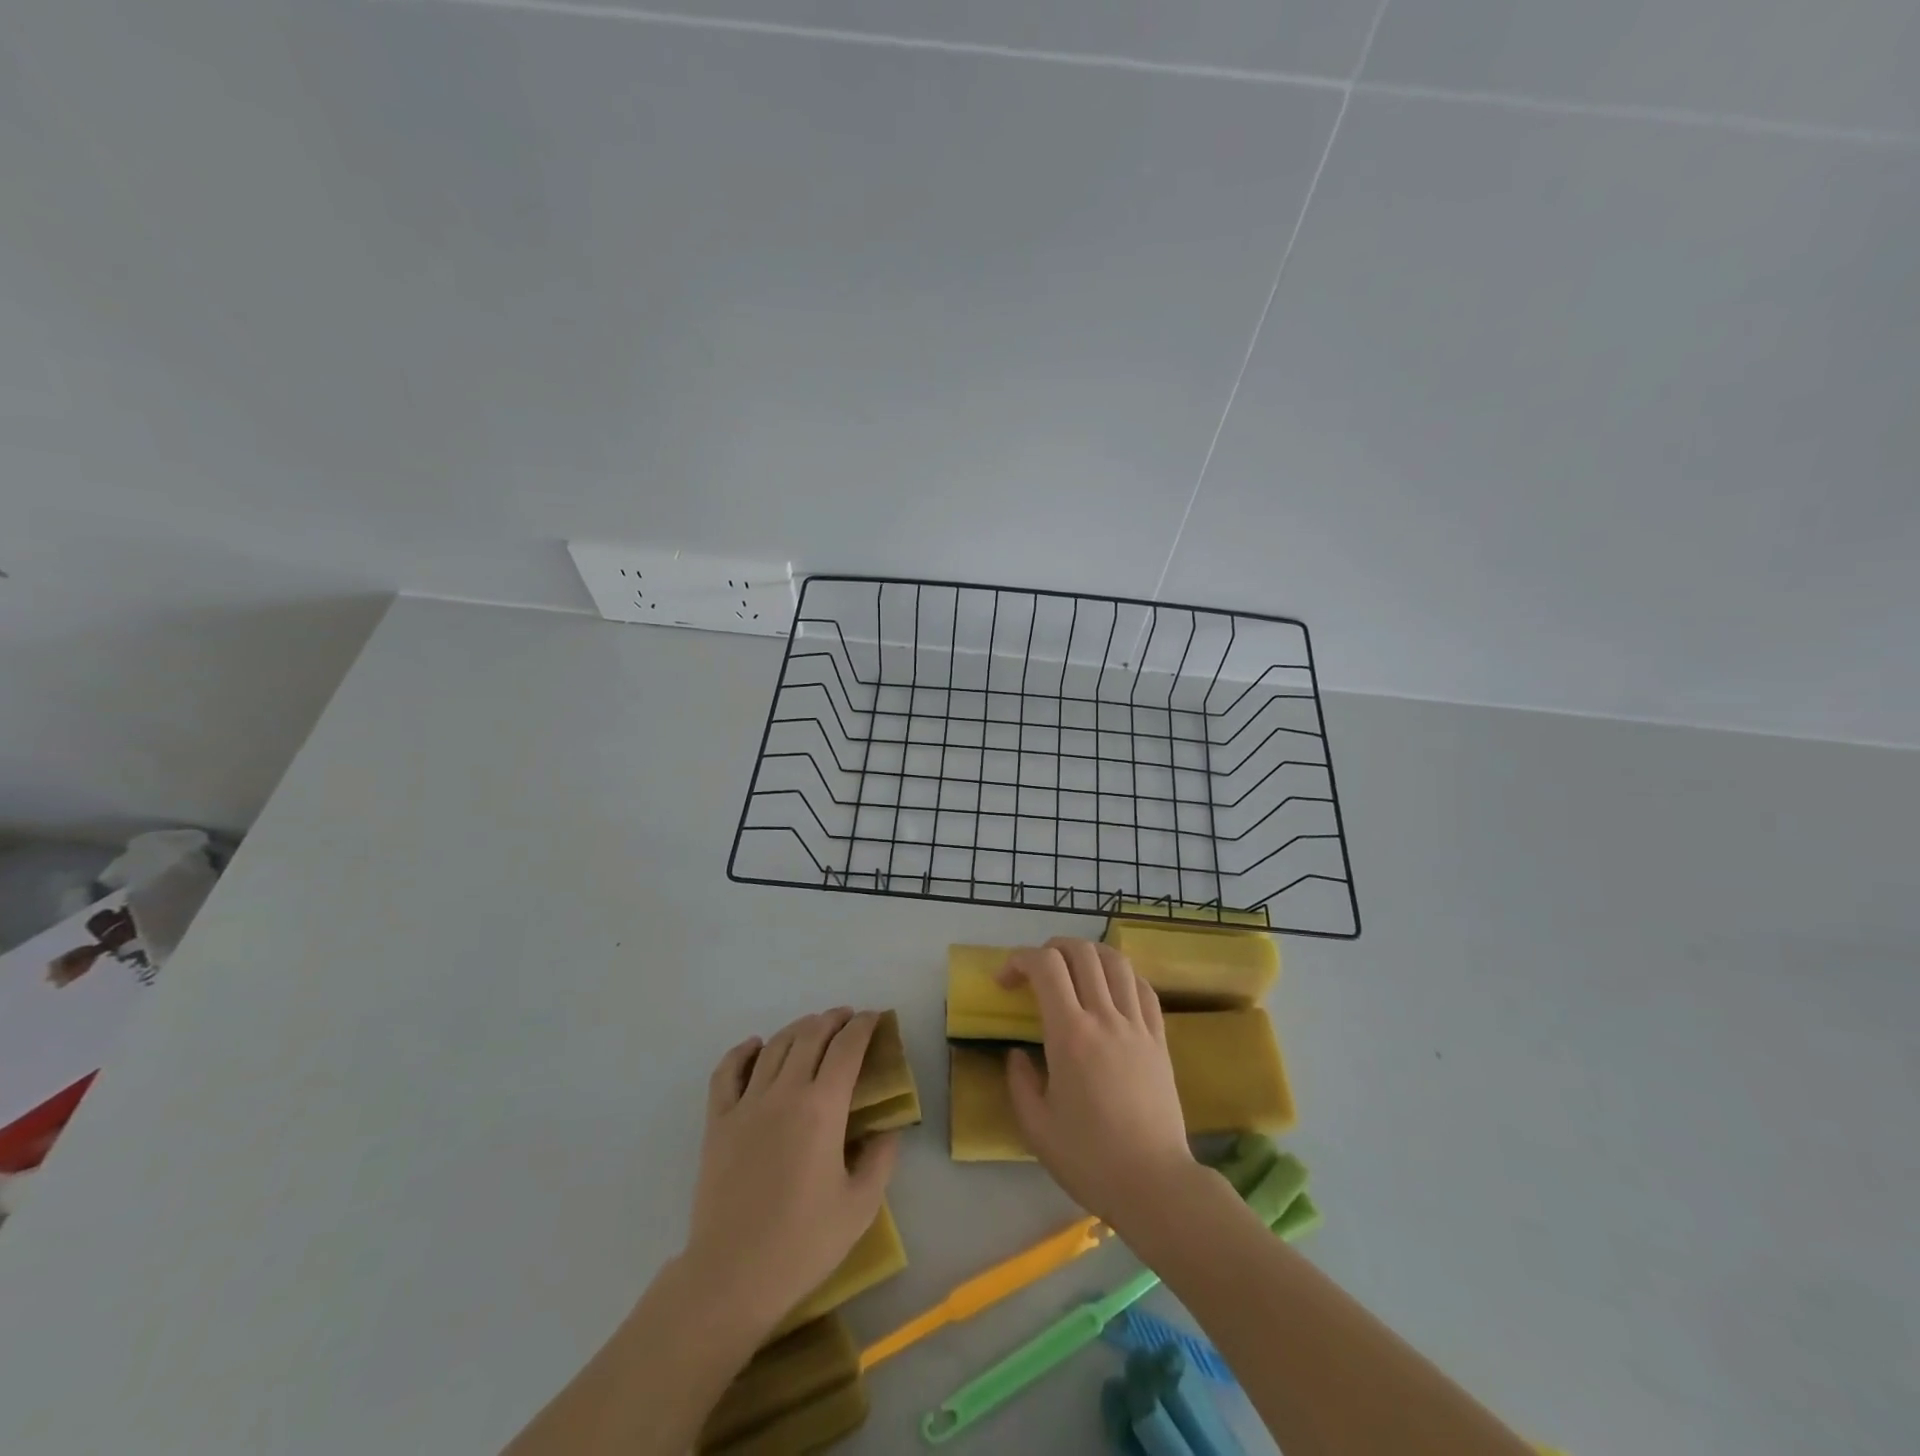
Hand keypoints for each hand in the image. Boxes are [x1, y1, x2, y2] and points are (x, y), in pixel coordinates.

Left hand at [678, 1009, 899, 1341]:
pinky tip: (756, 1045)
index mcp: (823, 1109)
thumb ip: (880, 1159)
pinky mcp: (718, 1121)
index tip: (874, 1017)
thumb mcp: (860, 1207)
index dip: (863, 1026)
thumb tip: (888, 1128)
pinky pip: (728, 1071)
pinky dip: (743, 1051)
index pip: (847, 1048)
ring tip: (813, 1028)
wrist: (732, 1276)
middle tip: (848, 1019)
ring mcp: (747, 1104)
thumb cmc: (803, 1244)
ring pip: (774, 1046)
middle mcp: (786, 1093)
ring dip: (798, 1028)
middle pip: (810, 1036)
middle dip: (833, 1019)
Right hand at [1000, 939, 1198, 1233]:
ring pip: (1116, 961)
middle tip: (1036, 971)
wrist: (1154, 1184)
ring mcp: (1137, 1025)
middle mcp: (1105, 1017)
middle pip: (1081, 952)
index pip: (1045, 967)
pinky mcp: (1160, 1039)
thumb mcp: (1036, 1127)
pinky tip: (1111, 990)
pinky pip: (1144, 988)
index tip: (1005, 982)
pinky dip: (1123, 976)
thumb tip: (1018, 1054)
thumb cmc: (1089, 1159)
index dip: (1019, 960)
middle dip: (1052, 948)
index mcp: (1070, 1035)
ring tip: (1074, 970)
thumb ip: (1019, 1082)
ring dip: (1089, 954)